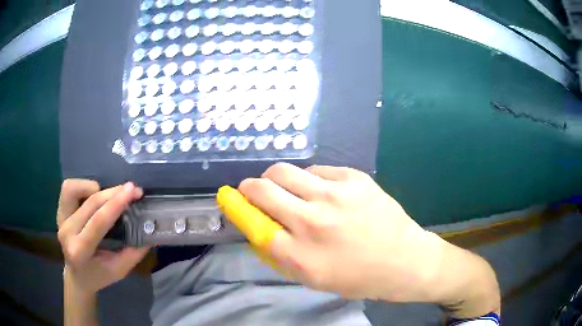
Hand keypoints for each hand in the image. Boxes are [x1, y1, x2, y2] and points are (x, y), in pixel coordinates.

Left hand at [57, 180, 149, 294]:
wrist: (77, 276)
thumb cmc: (98, 276)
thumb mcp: (118, 271)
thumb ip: (133, 253)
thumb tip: (150, 234)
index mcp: (80, 251)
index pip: (98, 222)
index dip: (116, 204)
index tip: (133, 191)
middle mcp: (67, 232)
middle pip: (90, 203)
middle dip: (113, 193)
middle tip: (132, 190)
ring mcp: (60, 219)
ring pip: (74, 189)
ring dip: (95, 188)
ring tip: (109, 196)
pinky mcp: (59, 211)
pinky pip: (68, 189)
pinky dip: (83, 186)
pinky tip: (94, 194)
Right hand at [237, 163, 441, 300]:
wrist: (404, 260)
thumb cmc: (358, 277)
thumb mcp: (313, 278)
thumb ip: (282, 254)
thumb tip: (260, 225)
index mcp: (300, 254)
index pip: (253, 224)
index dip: (239, 210)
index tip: (237, 204)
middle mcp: (312, 220)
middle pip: (261, 188)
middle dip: (249, 187)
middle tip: (254, 190)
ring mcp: (335, 194)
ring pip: (284, 170)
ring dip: (276, 178)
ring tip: (288, 188)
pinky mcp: (354, 178)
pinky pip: (316, 169)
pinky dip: (309, 179)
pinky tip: (321, 190)